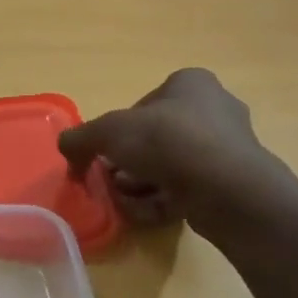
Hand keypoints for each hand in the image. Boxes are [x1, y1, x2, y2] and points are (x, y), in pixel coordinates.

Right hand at [58, 69, 288, 230]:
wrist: (226, 188)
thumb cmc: (167, 142)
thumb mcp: (108, 132)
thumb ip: (80, 139)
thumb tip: (66, 150)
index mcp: (190, 84)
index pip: (142, 106)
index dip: (117, 132)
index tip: (103, 155)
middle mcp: (214, 109)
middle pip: (154, 139)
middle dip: (127, 163)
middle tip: (109, 180)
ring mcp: (227, 148)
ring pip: (169, 166)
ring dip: (140, 184)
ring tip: (123, 200)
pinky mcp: (231, 182)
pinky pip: (187, 189)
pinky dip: (161, 201)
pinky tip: (144, 213)